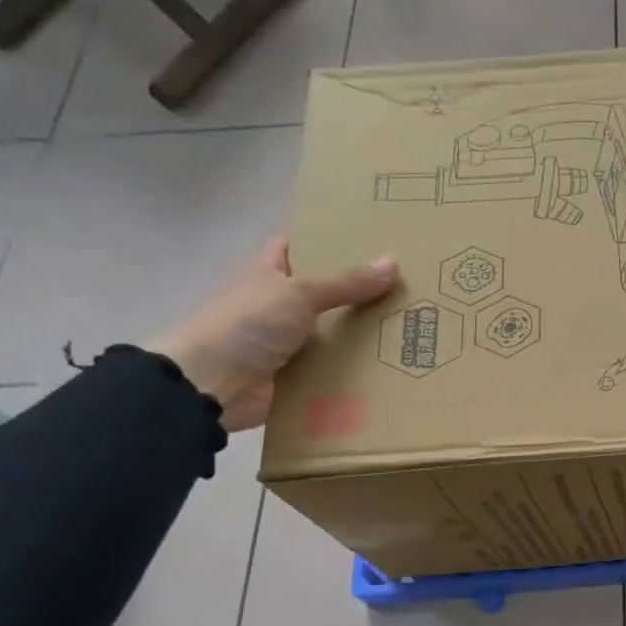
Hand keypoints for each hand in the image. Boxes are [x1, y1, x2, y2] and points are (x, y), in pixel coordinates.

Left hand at [148, 238, 398, 430]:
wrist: (213, 385)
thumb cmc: (248, 324)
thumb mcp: (299, 294)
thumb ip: (346, 283)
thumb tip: (393, 263)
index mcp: (270, 273)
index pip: (301, 246)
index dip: (331, 241)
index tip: (373, 240)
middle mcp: (279, 303)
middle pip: (326, 292)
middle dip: (361, 291)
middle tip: (408, 286)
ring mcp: (288, 341)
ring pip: (333, 331)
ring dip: (364, 333)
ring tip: (412, 326)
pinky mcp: (297, 375)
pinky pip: (333, 367)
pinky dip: (356, 369)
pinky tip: (392, 364)